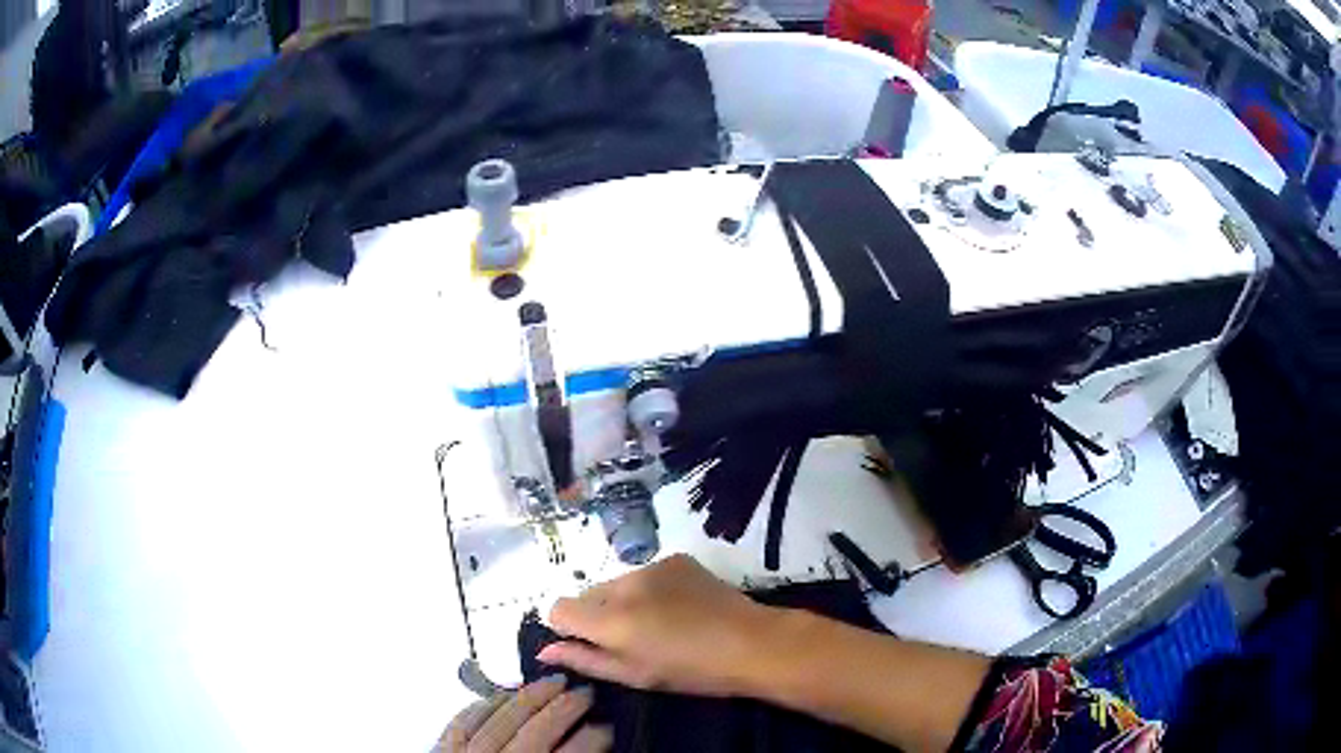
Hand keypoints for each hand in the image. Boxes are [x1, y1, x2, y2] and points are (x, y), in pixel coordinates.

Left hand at [438, 676, 611, 751]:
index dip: (593, 737)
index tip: (605, 727)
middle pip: (538, 730)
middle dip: (566, 707)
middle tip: (585, 694)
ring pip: (501, 717)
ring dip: (529, 696)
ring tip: (549, 683)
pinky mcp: (442, 752)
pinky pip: (463, 720)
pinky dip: (484, 704)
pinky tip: (500, 695)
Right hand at [538, 554, 774, 696]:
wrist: (750, 643)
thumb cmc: (690, 671)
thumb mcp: (633, 675)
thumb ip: (584, 660)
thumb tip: (544, 650)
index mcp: (611, 621)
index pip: (558, 608)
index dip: (567, 627)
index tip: (589, 643)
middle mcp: (624, 585)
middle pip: (586, 594)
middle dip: (596, 615)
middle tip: (631, 638)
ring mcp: (652, 566)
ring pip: (616, 583)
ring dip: (623, 601)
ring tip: (658, 623)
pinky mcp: (675, 557)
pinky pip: (644, 573)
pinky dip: (649, 589)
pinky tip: (677, 606)